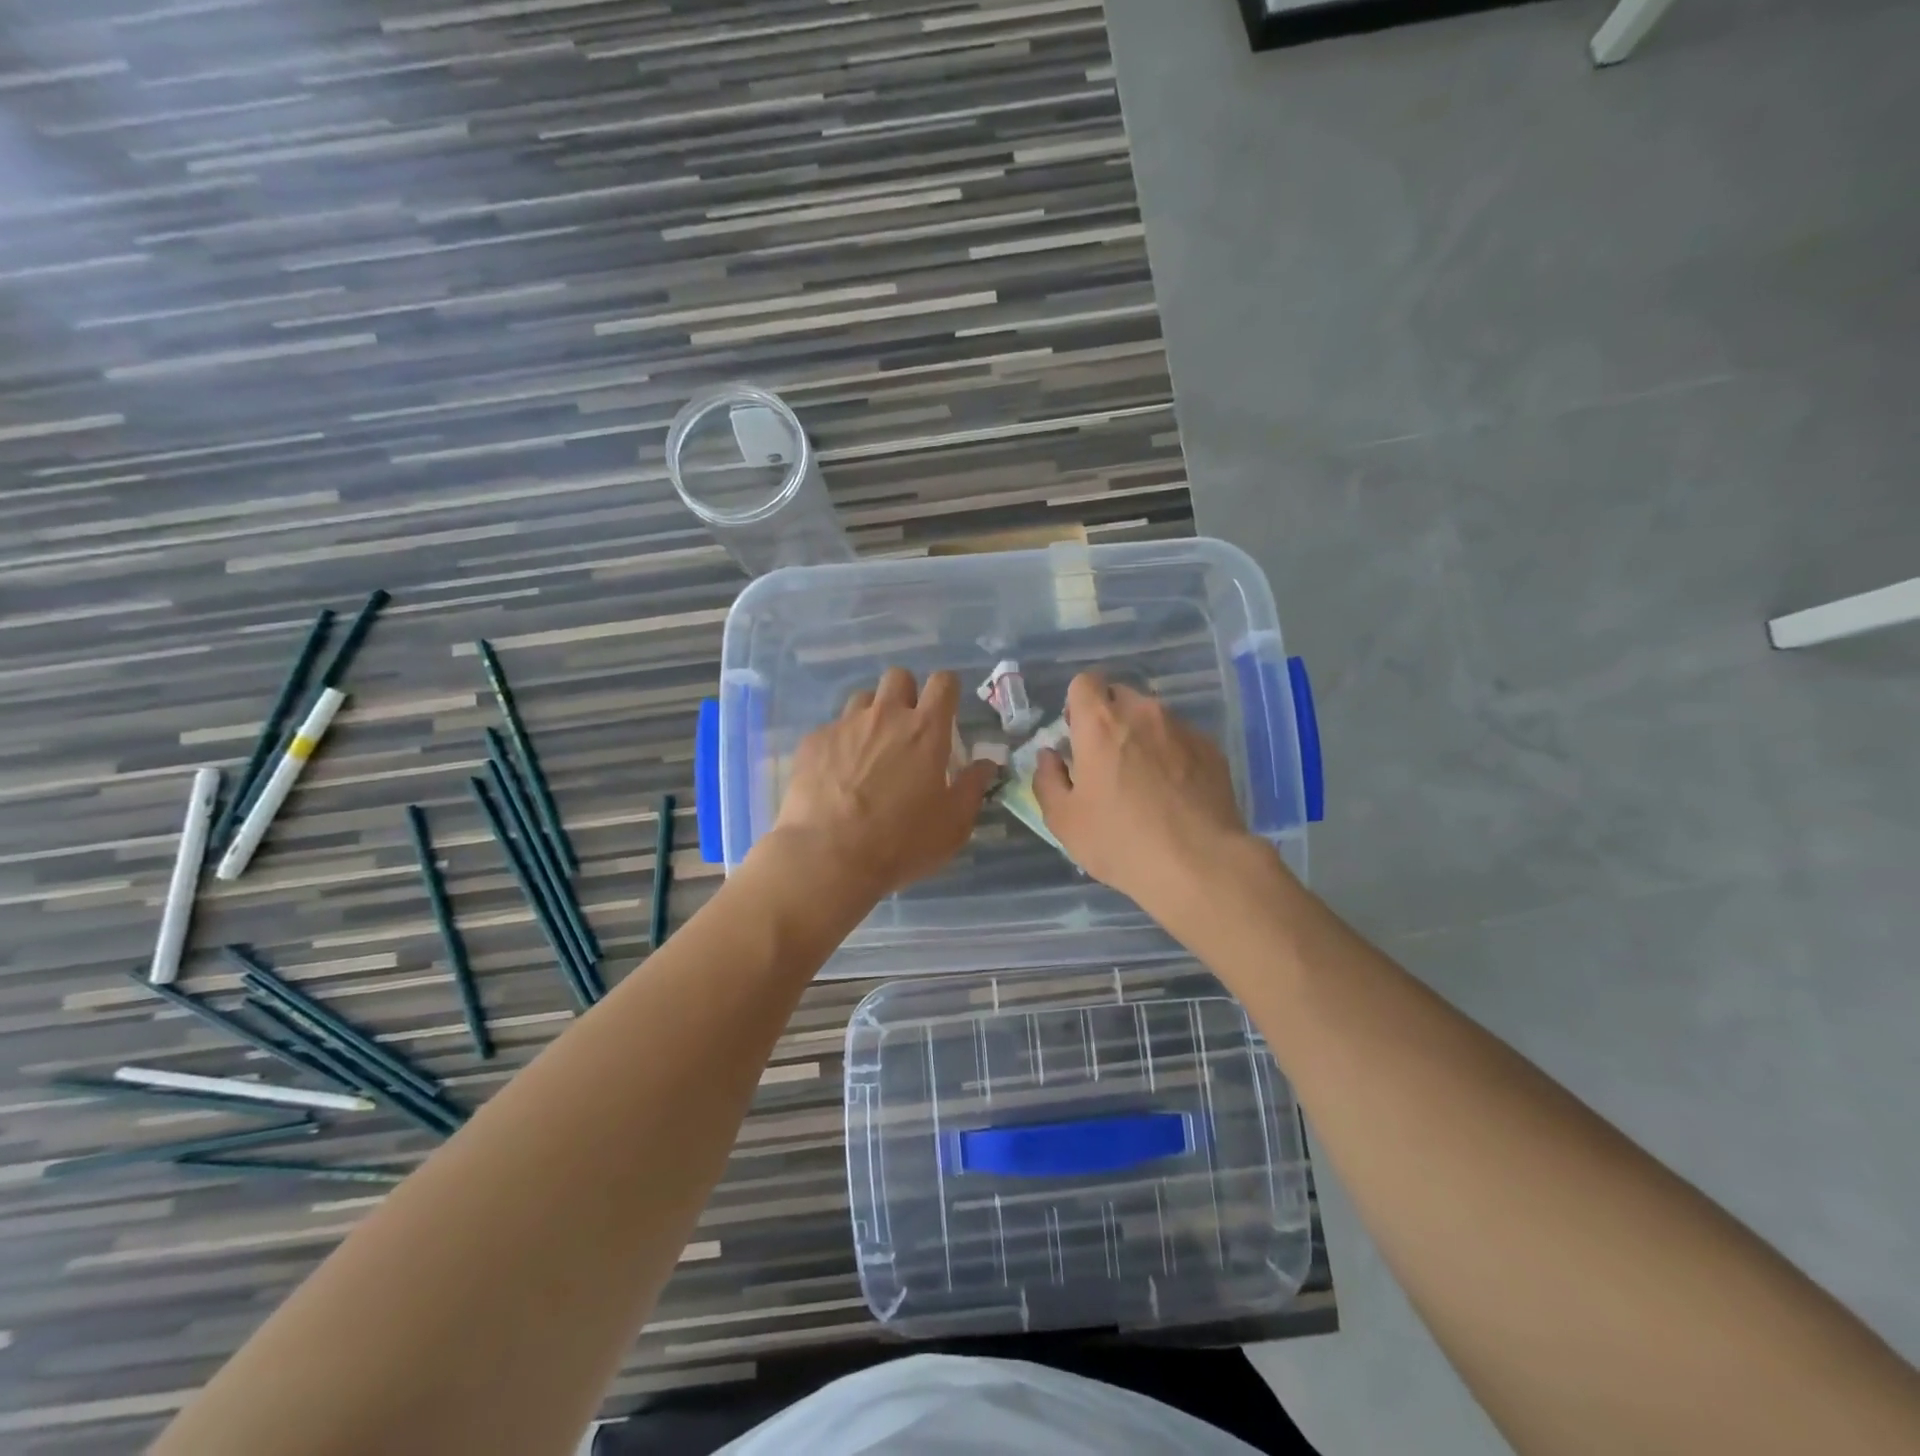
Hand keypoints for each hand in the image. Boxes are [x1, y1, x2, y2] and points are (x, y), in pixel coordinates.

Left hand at [765, 668, 997, 903]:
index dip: (947, 689)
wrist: (828, 857)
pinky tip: (837, 775)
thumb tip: (985, 765)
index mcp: (926, 731)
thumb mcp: (952, 825)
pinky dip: (840, 743)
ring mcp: (845, 726)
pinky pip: (832, 729)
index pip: (943, 683)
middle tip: (906, 728)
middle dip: (906, 694)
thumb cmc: (901, 843)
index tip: (945, 708)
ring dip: (872, 716)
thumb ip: (972, 788)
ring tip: (869, 750)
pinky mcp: (813, 742)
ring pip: (862, 699)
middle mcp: (885, 716)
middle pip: (898, 677)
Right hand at [1033, 671, 1248, 910]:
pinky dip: (1172, 755)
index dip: (1077, 704)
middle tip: (1106, 758)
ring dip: (1142, 736)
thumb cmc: (1120, 841)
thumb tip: (1050, 757)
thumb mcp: (1064, 820)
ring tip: (1144, 780)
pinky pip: (1181, 739)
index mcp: (1100, 723)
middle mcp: (1143, 713)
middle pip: (1119, 696)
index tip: (1076, 734)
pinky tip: (1174, 792)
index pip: (1084, 682)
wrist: (1198, 864)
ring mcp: (1182, 728)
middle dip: (1109, 717)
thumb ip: (1048, 779)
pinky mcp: (1211, 749)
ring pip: (1153, 717)